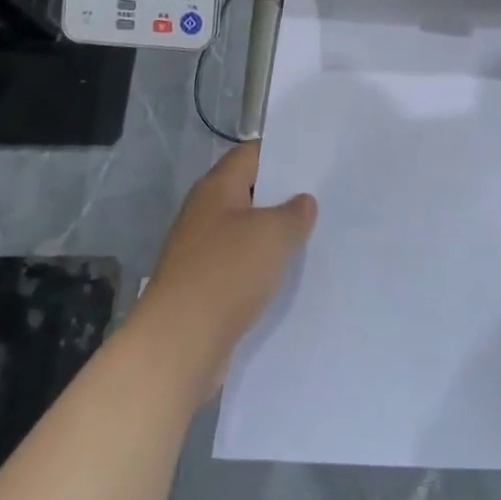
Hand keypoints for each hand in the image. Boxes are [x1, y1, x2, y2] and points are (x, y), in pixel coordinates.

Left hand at [138, 143, 316, 398]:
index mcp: (216, 188)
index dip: (282, 156)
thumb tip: (302, 202)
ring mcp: (199, 253)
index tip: (314, 164)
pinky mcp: (201, 288)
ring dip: (272, 238)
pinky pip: (237, 268)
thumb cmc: (227, 272)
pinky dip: (259, 270)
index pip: (250, 155)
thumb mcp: (274, 234)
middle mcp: (204, 213)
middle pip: (247, 194)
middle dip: (281, 199)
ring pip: (244, 234)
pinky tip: (286, 280)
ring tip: (312, 240)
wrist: (179, 343)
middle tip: (321, 201)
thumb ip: (295, 213)